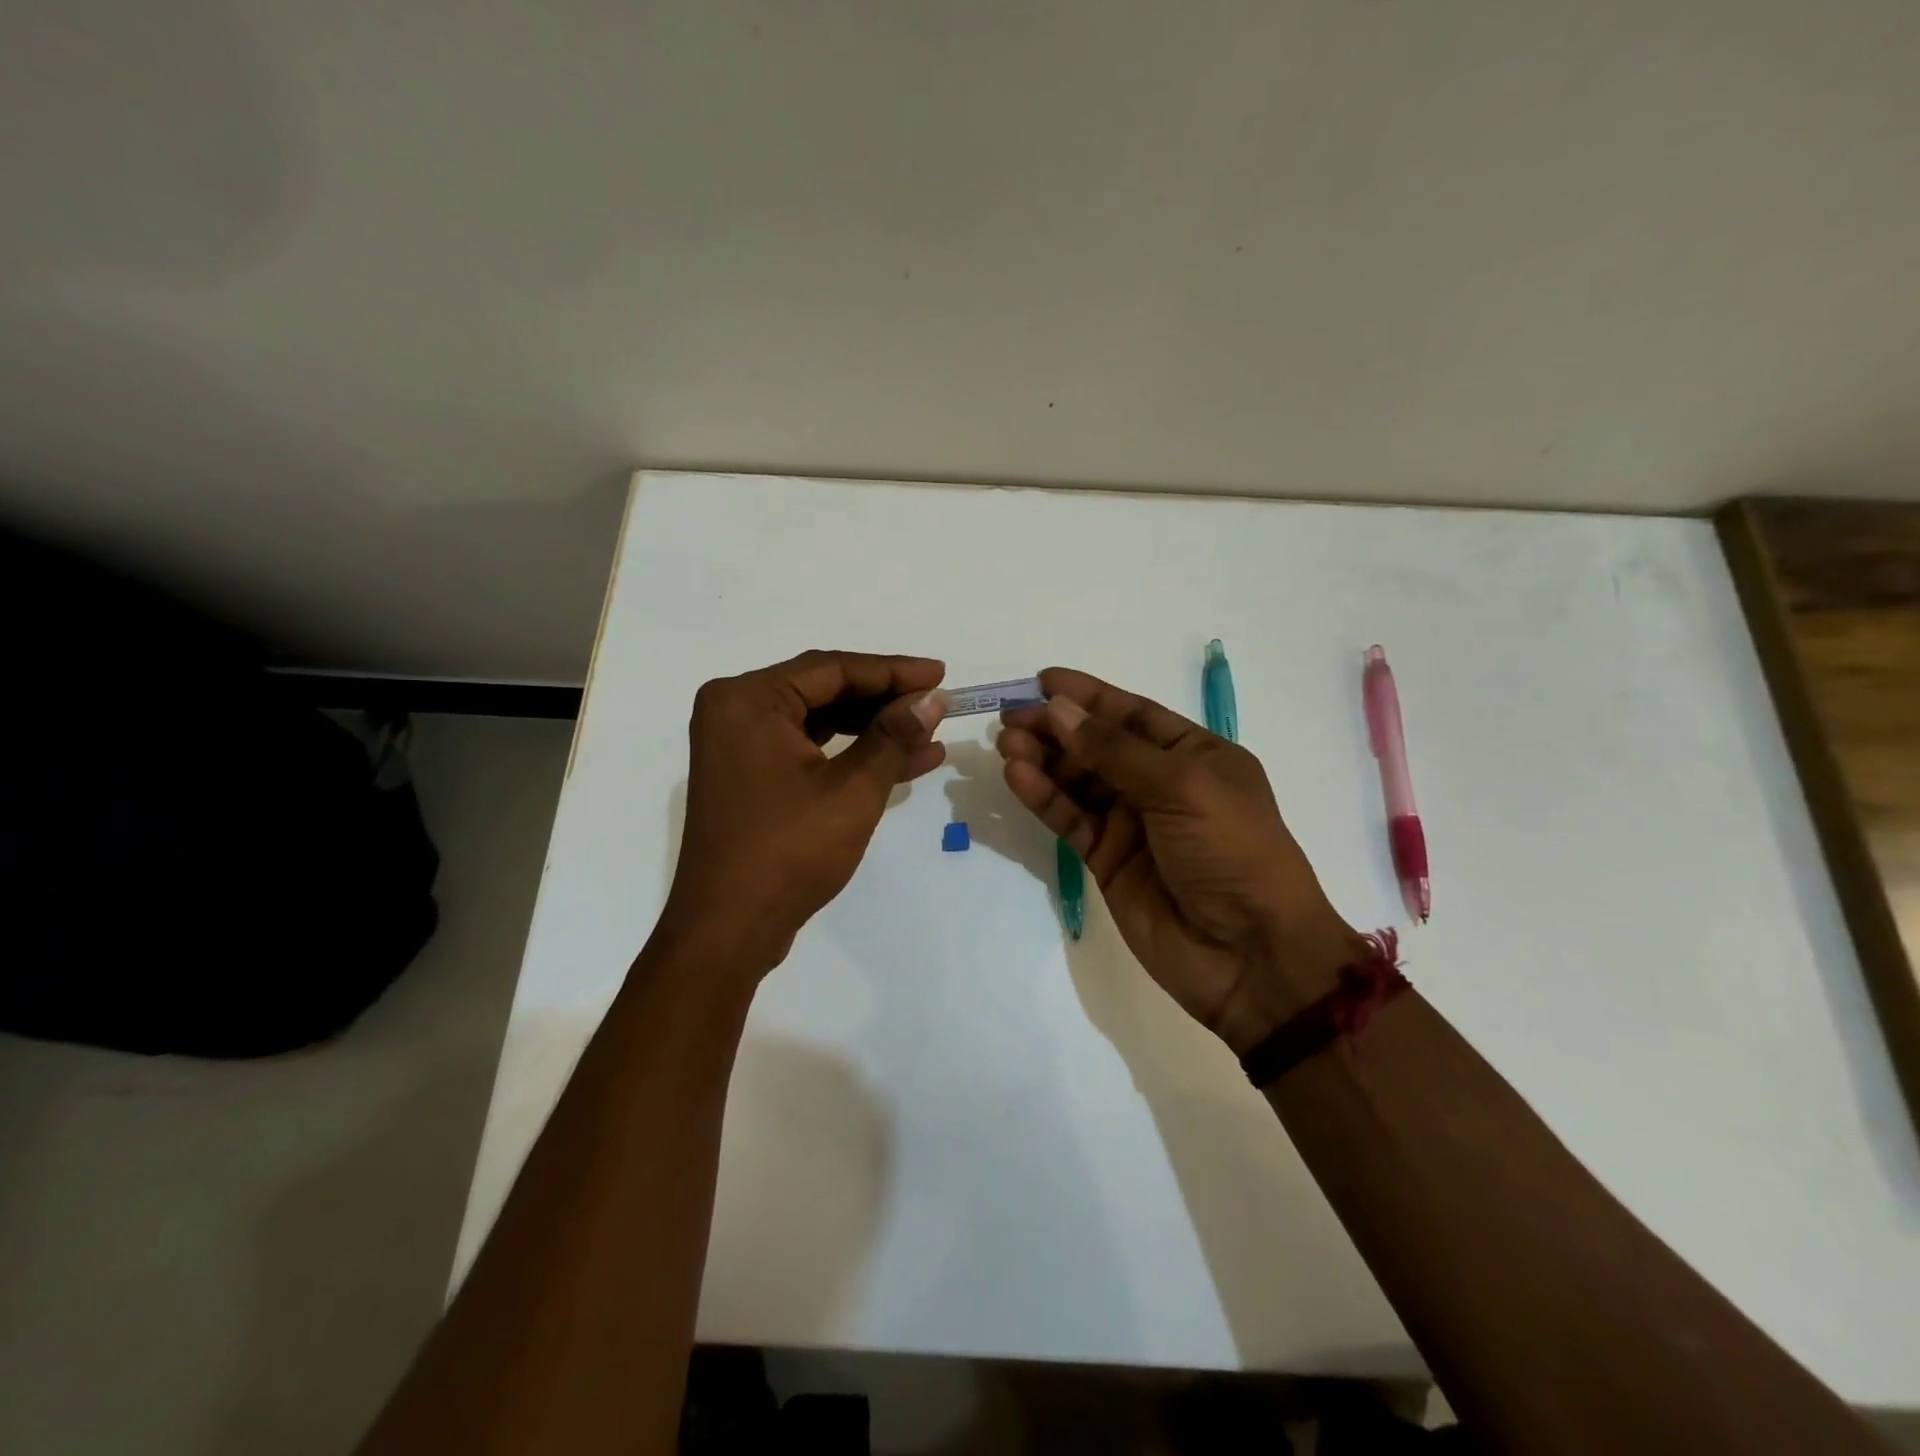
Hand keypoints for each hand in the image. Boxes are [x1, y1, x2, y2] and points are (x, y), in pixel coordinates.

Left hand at [658, 650, 947, 977]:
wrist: (729, 930)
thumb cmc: (788, 851)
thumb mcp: (851, 789)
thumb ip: (893, 736)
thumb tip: (932, 699)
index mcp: (748, 700)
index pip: (832, 669)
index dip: (892, 671)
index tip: (940, 674)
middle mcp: (736, 712)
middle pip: (825, 691)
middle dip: (885, 700)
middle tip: (937, 703)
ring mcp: (740, 747)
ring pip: (821, 722)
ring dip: (874, 729)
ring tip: (929, 732)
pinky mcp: (752, 778)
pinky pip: (810, 751)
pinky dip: (852, 755)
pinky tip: (905, 761)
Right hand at [997, 668, 1366, 1054]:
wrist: (1249, 954)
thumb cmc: (1231, 851)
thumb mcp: (1182, 786)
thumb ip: (1114, 750)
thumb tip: (1059, 709)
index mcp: (1195, 754)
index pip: (1132, 714)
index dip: (1088, 696)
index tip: (1043, 681)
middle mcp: (1161, 783)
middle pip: (1098, 745)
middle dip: (1056, 728)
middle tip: (1011, 718)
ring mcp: (1132, 823)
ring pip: (1078, 781)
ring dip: (1043, 759)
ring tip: (1007, 744)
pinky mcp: (1108, 859)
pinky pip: (1070, 819)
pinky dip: (1044, 797)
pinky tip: (1018, 776)